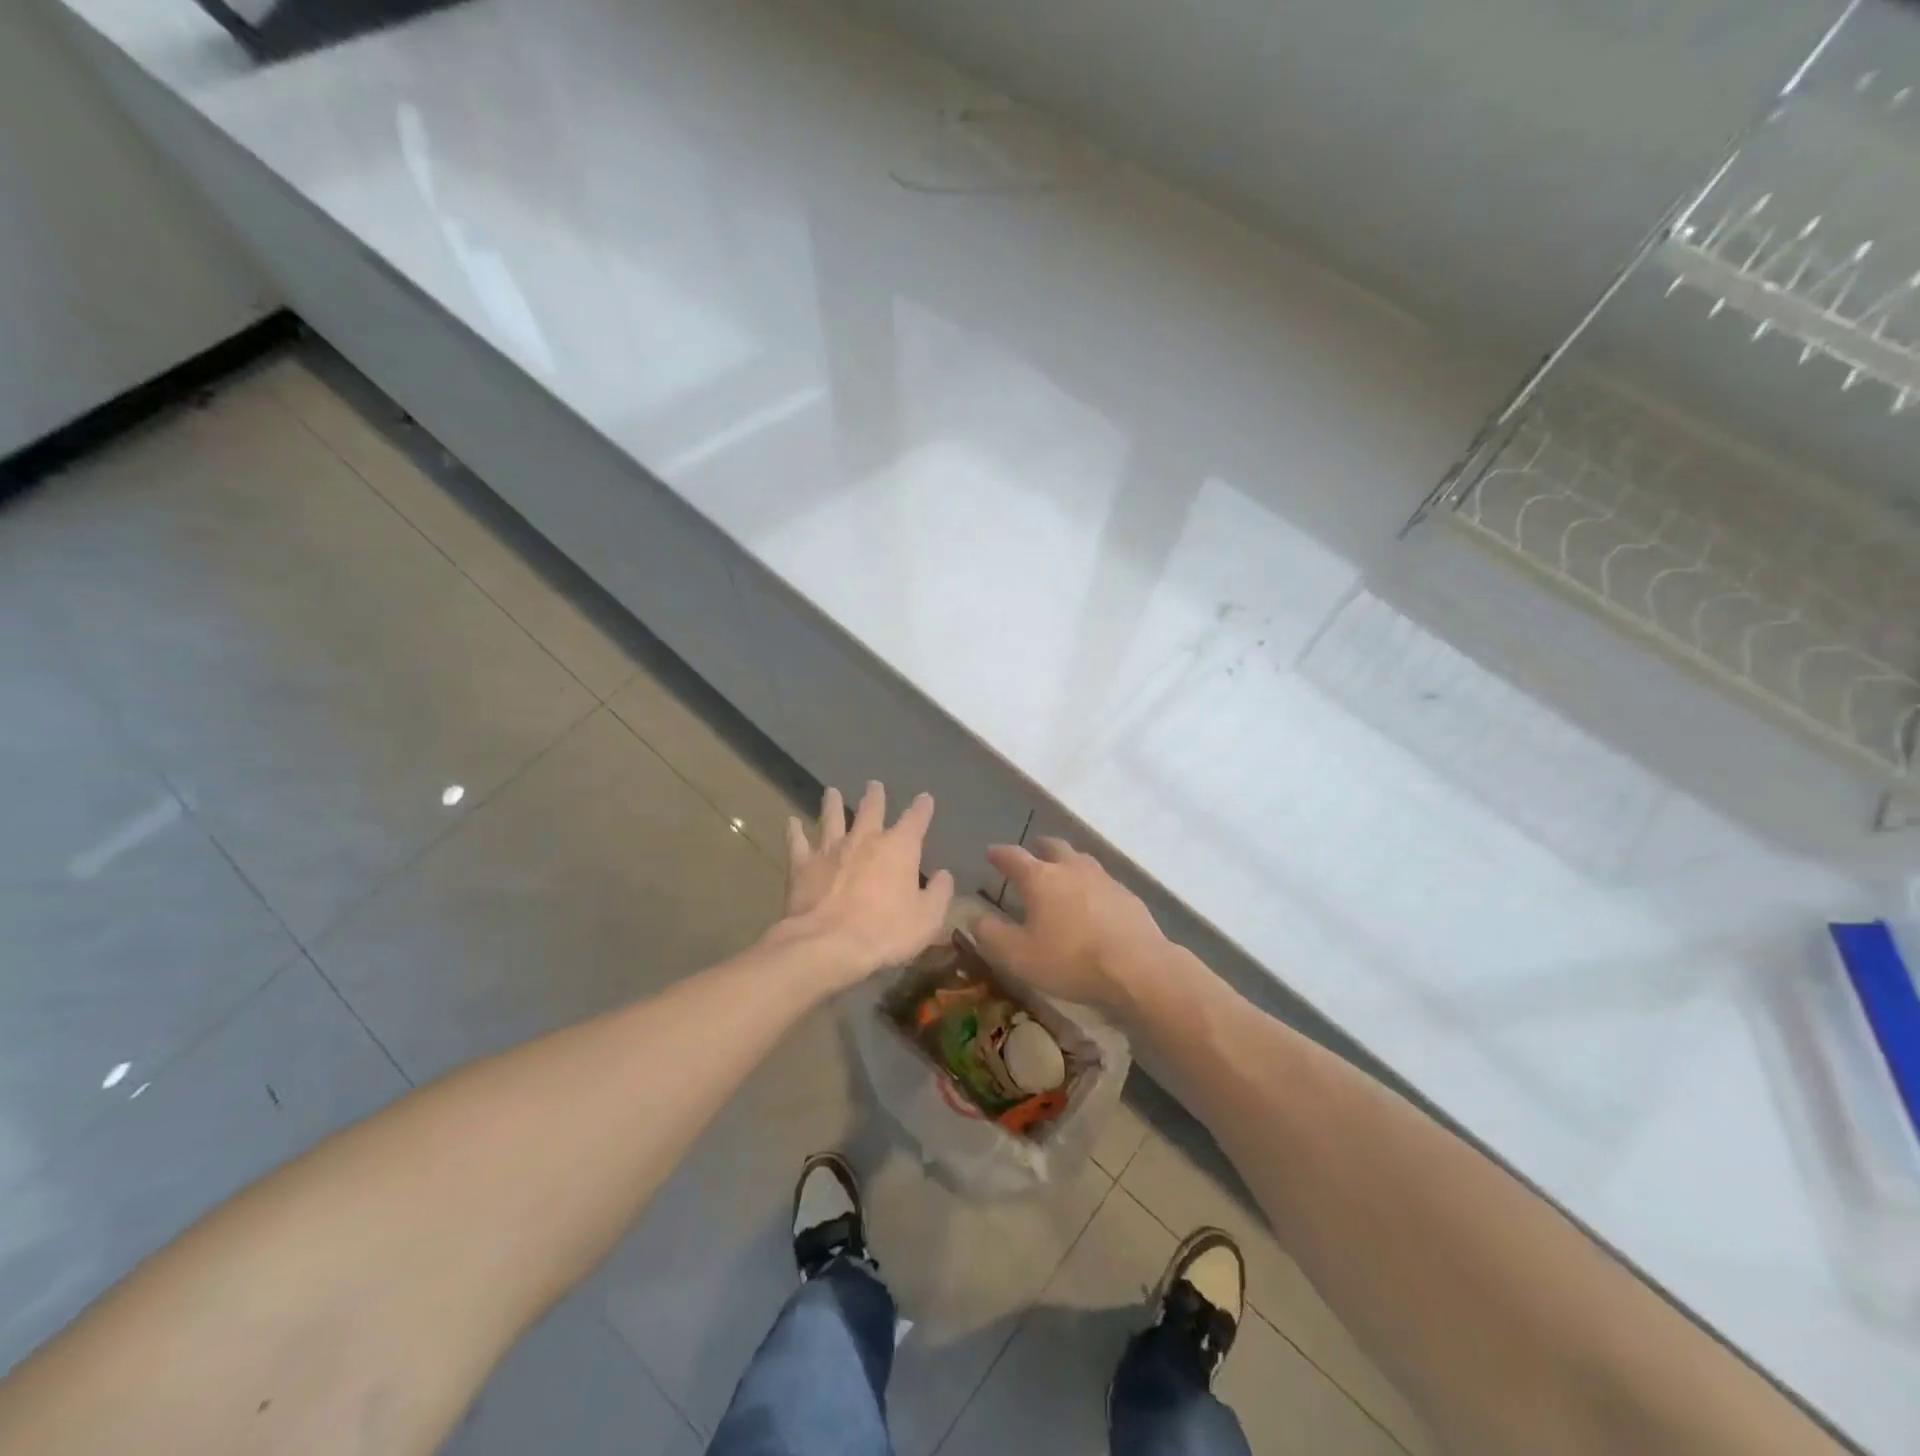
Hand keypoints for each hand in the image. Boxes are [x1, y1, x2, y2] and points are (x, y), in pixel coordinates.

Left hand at [777, 782, 954, 981]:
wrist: (828, 944)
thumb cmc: (885, 932)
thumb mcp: (927, 919)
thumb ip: (938, 893)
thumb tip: (944, 875)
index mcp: (899, 848)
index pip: (915, 820)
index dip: (922, 808)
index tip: (925, 798)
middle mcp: (865, 839)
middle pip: (871, 810)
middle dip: (875, 796)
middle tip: (874, 785)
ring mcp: (831, 849)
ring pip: (832, 818)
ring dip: (832, 803)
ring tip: (831, 791)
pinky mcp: (803, 865)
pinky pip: (797, 842)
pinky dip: (794, 831)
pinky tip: (791, 822)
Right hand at [974, 838, 1173, 1014]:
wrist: (1137, 967)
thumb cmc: (1070, 960)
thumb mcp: (1019, 956)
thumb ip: (992, 935)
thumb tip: (973, 917)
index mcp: (1041, 879)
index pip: (1014, 857)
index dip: (1000, 854)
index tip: (991, 852)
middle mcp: (1071, 869)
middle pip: (1053, 847)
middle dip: (1039, 847)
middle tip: (1033, 851)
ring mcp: (1103, 879)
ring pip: (1081, 859)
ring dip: (1068, 860)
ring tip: (1063, 871)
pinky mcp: (1127, 895)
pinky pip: (1103, 880)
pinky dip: (1091, 883)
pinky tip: (1094, 899)